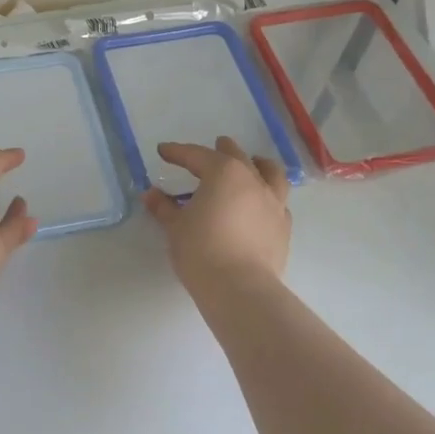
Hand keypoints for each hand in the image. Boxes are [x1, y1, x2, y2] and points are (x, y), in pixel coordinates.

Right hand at [142, 137, 291, 292]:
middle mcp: (253, 180)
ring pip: (271, 172)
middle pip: (237, 156)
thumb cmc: (201, 250)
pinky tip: (261, 203)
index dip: (177, 152)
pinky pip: (278, 201)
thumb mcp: (175, 227)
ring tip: (252, 163)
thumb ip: (164, 208)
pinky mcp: (284, 227)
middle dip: (223, 149)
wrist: (239, 287)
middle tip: (215, 145)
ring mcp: (273, 202)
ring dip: (258, 164)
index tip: (163, 150)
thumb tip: (150, 194)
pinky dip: (269, 195)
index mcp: (223, 173)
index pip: (197, 156)